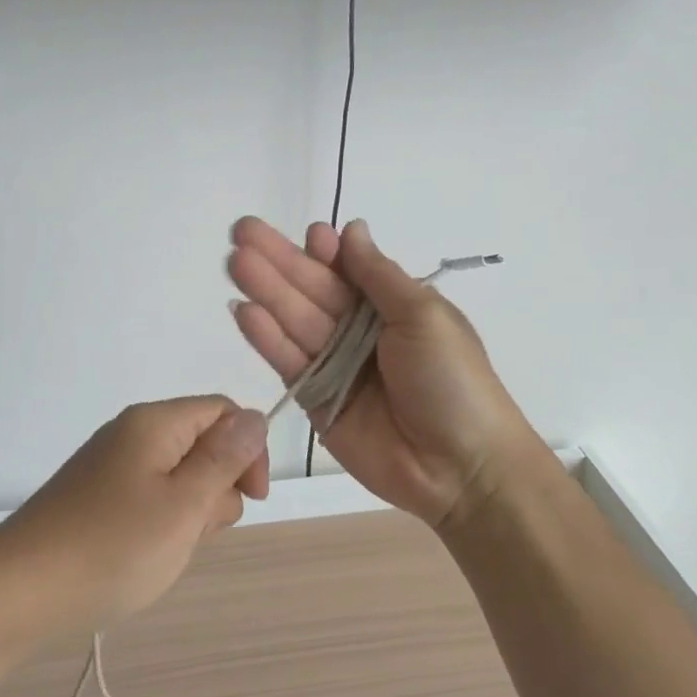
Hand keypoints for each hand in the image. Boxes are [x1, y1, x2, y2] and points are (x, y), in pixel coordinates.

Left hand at [0, 398, 270, 634]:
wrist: (17, 592)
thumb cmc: (111, 547)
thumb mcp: (183, 505)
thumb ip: (224, 459)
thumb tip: (257, 417)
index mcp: (155, 422)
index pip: (223, 411)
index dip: (248, 449)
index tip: (252, 499)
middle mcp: (132, 433)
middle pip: (202, 443)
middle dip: (215, 488)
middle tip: (192, 531)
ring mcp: (111, 466)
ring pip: (179, 477)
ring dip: (188, 513)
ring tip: (164, 549)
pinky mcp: (97, 497)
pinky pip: (150, 498)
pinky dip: (160, 525)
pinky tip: (142, 556)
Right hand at [227, 217, 551, 526]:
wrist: (461, 468)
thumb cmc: (452, 381)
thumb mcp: (424, 316)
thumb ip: (378, 275)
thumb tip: (352, 228)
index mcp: (390, 307)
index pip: (348, 270)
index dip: (324, 251)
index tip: (308, 233)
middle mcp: (357, 331)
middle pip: (312, 289)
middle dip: (279, 261)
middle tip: (243, 231)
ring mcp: (334, 365)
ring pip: (293, 320)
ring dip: (265, 291)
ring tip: (235, 262)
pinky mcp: (314, 399)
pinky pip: (287, 362)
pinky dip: (266, 338)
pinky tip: (243, 312)